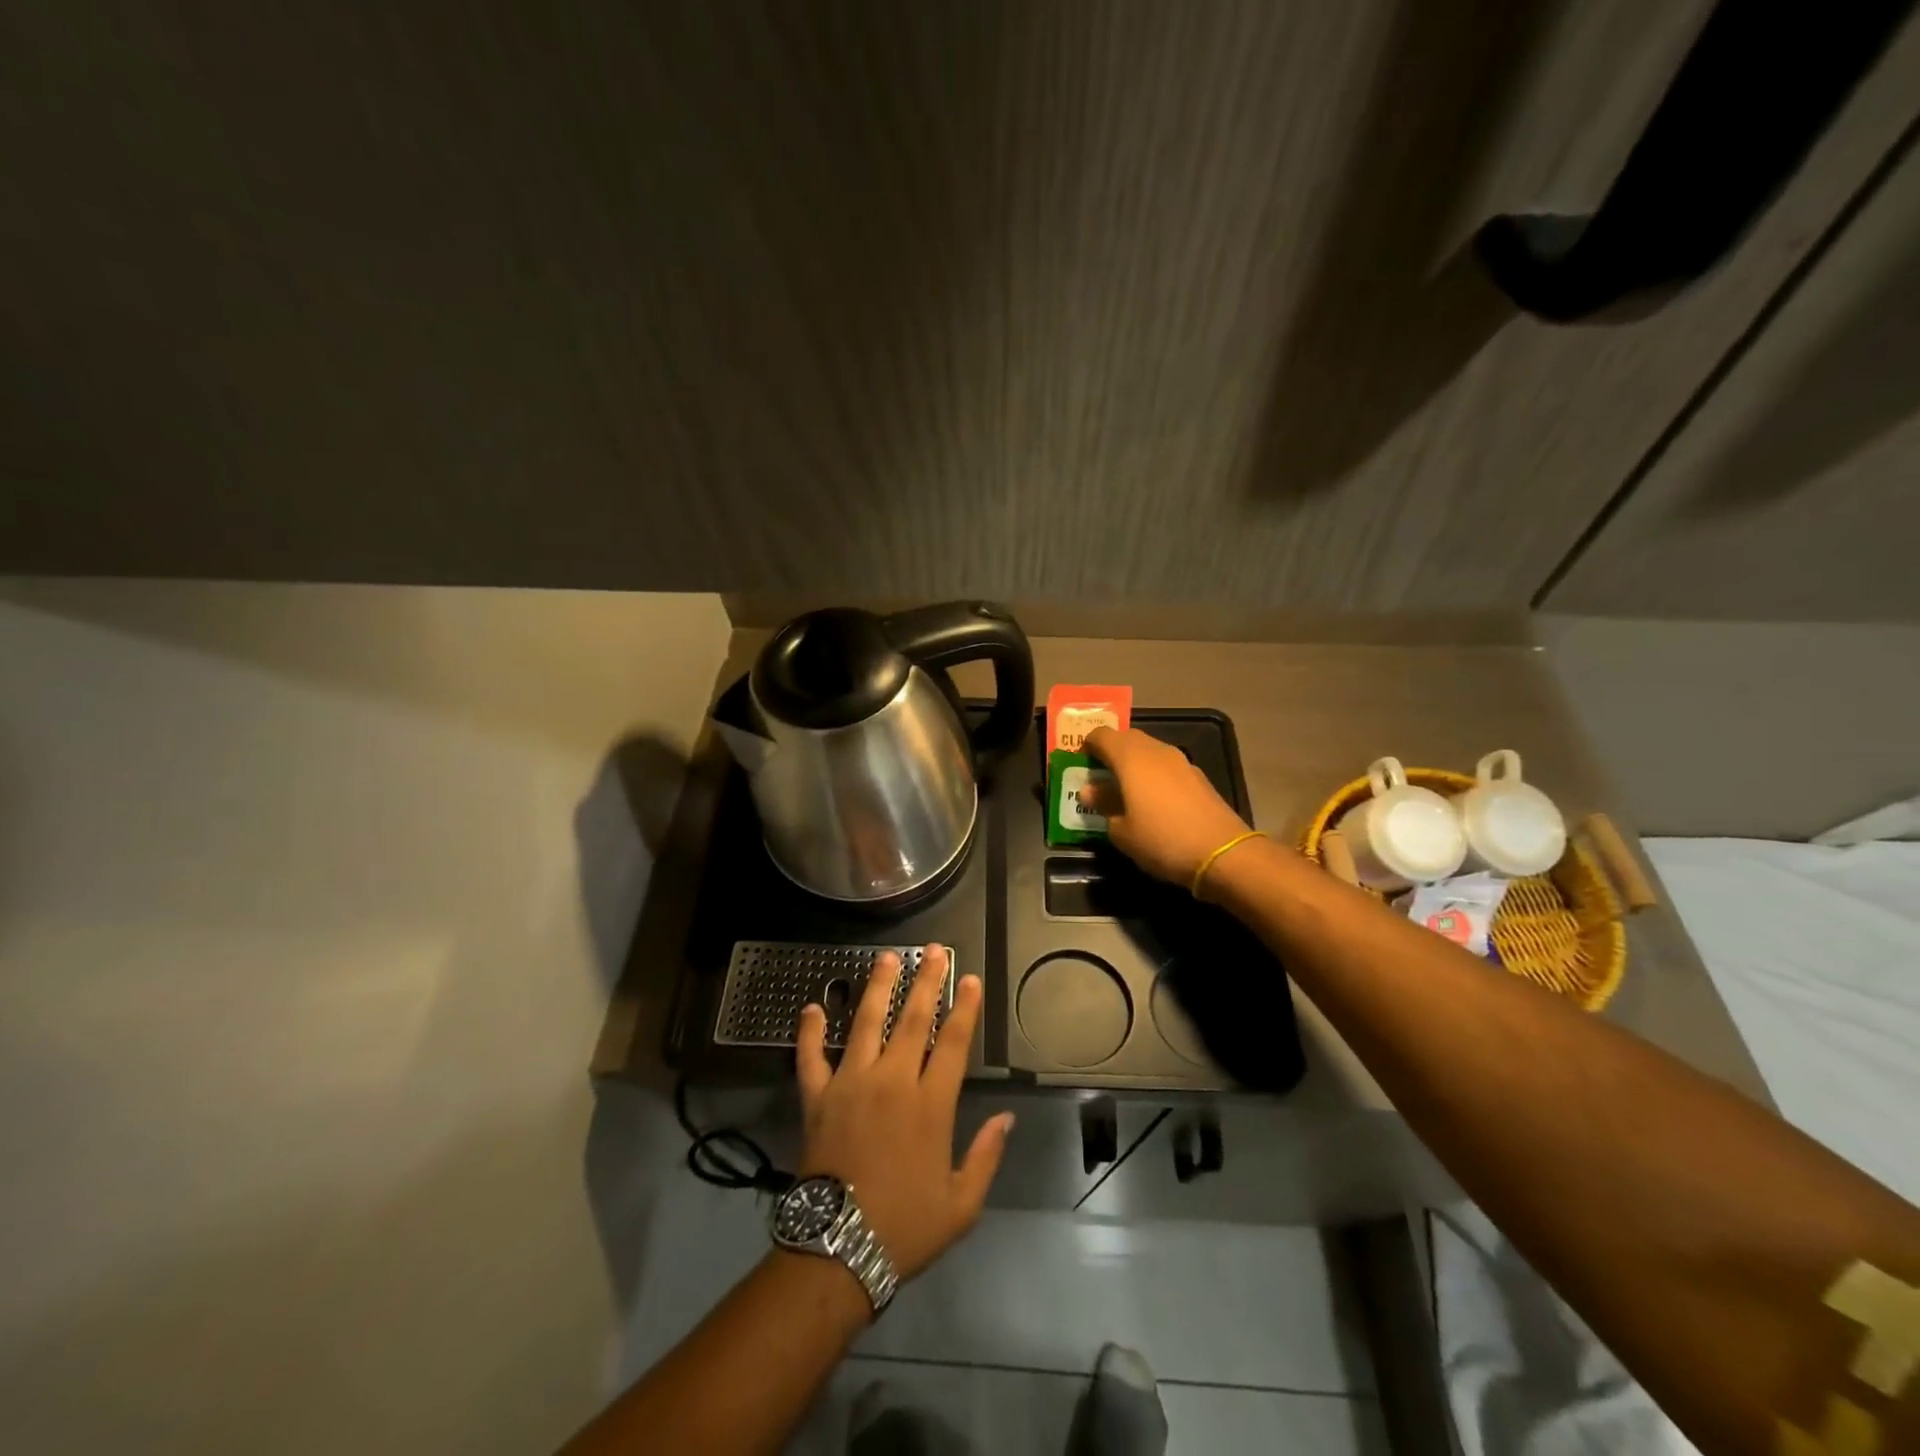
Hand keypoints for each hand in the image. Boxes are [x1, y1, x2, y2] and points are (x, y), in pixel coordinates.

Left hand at [796, 946, 1012, 1281]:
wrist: (837, 1251)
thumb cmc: (905, 1227)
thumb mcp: (962, 1204)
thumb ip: (986, 1156)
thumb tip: (1007, 1118)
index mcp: (930, 1104)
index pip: (953, 1042)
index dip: (965, 1008)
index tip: (970, 979)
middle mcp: (892, 1081)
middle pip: (913, 1019)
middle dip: (926, 981)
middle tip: (933, 950)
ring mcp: (851, 1084)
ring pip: (866, 1023)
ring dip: (878, 988)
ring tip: (886, 958)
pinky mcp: (817, 1097)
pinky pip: (810, 1057)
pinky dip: (809, 1031)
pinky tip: (811, 1007)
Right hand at [1080, 726, 1252, 887]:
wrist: (1222, 853)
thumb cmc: (1161, 840)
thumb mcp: (1121, 831)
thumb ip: (1103, 805)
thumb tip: (1090, 791)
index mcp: (1130, 757)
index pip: (1101, 735)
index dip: (1087, 745)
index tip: (1080, 763)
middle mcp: (1155, 750)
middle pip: (1127, 738)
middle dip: (1110, 751)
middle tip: (1099, 775)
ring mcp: (1180, 761)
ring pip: (1148, 750)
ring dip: (1133, 763)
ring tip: (1124, 789)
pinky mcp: (1198, 776)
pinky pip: (1166, 766)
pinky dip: (1153, 775)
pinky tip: (1152, 800)